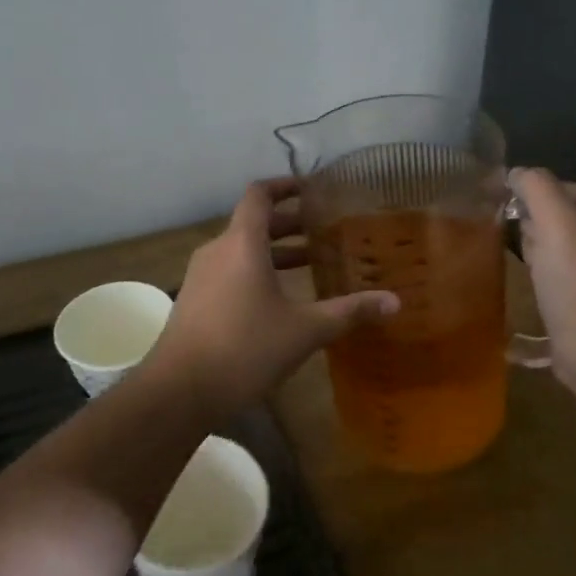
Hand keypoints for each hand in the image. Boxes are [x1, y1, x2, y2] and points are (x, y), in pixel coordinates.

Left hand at [157, 178, 398, 411]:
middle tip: (323, 230)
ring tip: (309, 263)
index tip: (310, 188)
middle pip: (253, 222)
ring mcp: (201, 275)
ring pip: (241, 249)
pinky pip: (229, 271)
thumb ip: (349, 312)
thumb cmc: (245, 349)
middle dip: (288, 223)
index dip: (284, 185)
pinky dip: (256, 271)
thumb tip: (395, 302)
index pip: (259, 194)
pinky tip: (279, 300)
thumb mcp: (304, 330)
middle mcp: (218, 250)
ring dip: (273, 251)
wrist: (179, 390)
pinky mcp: (194, 299)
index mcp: (242, 243)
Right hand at [510, 169, 575, 383]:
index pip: (558, 186)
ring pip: (553, 241)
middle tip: (537, 257)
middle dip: (535, 230)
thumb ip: (535, 186)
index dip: (533, 204)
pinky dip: (545, 275)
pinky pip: (559, 268)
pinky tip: (542, 291)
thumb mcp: (555, 223)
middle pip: (556, 213)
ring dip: (537, 254)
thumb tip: (516, 173)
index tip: (523, 228)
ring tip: (539, 277)